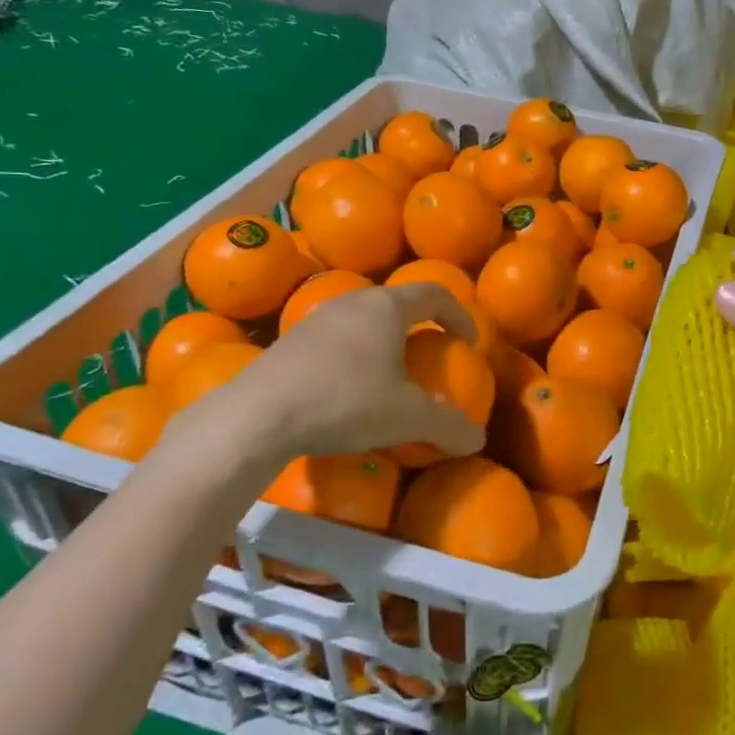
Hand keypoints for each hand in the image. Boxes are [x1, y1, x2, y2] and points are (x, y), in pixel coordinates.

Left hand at [172, 284, 486, 480]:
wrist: (257, 416)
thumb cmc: (345, 401)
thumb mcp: (407, 418)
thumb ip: (447, 425)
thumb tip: (478, 440)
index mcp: (387, 307)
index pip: (435, 293)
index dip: (459, 314)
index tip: (469, 342)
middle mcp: (353, 302)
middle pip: (397, 302)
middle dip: (421, 324)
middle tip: (433, 354)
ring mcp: (317, 319)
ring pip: (363, 319)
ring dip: (385, 339)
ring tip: (392, 372)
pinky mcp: (290, 342)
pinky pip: (337, 339)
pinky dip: (356, 355)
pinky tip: (349, 389)